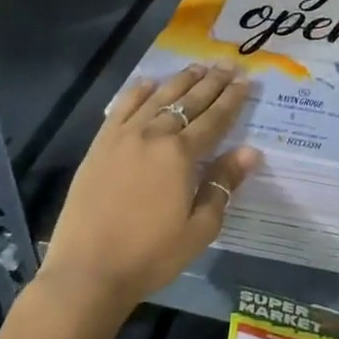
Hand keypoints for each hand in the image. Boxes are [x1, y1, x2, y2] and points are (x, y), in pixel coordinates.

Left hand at [39, 63, 259, 314]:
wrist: (87, 273)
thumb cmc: (150, 256)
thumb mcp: (199, 229)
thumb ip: (223, 185)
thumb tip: (250, 151)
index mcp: (180, 154)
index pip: (214, 118)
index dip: (232, 99)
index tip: (246, 81)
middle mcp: (153, 135)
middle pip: (189, 101)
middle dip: (212, 82)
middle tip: (228, 65)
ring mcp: (123, 137)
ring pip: (158, 98)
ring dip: (180, 80)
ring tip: (197, 66)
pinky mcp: (99, 145)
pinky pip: (121, 108)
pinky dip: (137, 92)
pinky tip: (148, 83)